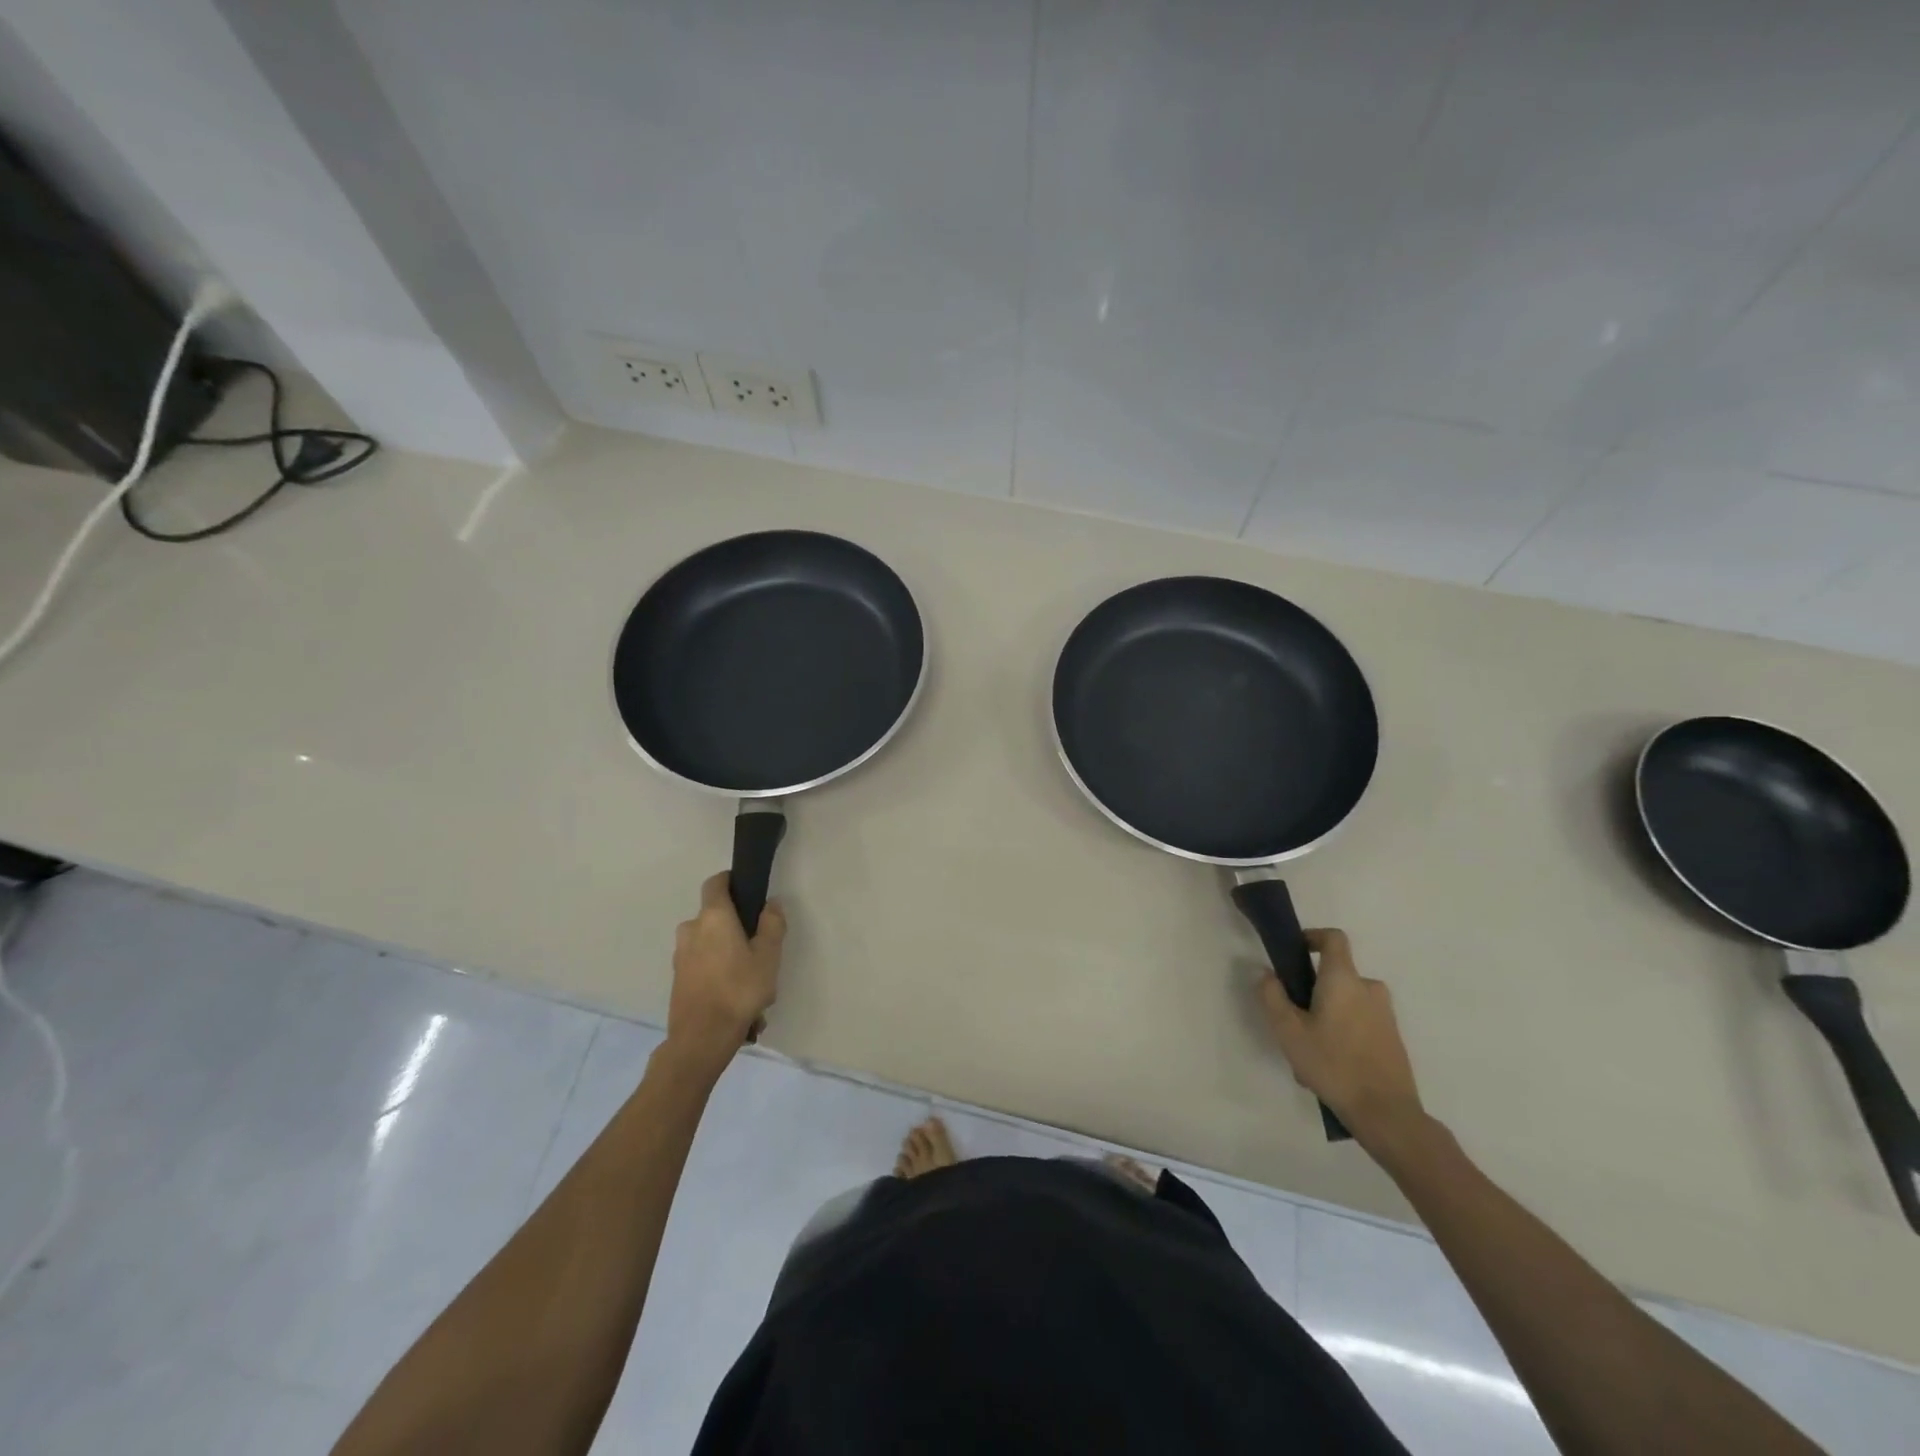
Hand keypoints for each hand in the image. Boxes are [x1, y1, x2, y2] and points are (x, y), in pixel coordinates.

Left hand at [666, 872, 785, 1071]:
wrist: (701, 1039)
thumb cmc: (739, 990)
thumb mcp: (768, 956)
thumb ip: (772, 924)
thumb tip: (771, 903)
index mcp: (713, 917)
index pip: (715, 883)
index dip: (730, 881)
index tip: (748, 890)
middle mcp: (691, 930)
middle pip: (714, 917)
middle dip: (735, 928)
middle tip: (758, 950)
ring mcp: (681, 956)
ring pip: (709, 944)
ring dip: (728, 956)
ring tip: (752, 985)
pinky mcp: (678, 980)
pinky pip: (702, 966)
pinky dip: (718, 974)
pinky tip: (737, 1001)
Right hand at [1258, 928, 1426, 1149]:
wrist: (1387, 1113)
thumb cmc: (1333, 1064)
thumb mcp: (1288, 1031)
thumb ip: (1272, 996)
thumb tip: (1267, 974)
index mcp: (1344, 979)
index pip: (1334, 938)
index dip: (1313, 937)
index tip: (1296, 952)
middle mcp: (1369, 988)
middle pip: (1336, 975)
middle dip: (1312, 991)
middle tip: (1292, 1021)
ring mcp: (1385, 1014)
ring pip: (1346, 1003)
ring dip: (1326, 1017)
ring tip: (1308, 1053)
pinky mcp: (1393, 1038)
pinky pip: (1360, 1022)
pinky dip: (1343, 1033)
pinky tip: (1329, 1068)